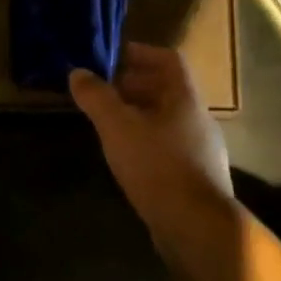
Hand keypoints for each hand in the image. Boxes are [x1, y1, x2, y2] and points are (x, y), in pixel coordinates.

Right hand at [69, 43, 242, 280]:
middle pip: (168, 90)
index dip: (141, 53)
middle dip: (135, 86)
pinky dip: (148, 141)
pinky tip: (128, 158)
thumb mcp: (118, 127)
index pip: (169, 60)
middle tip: (103, 91)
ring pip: (168, 120)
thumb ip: (97, 97)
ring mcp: (202, 150)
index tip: (114, 56)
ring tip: (109, 124)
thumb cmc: (157, 166)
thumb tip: (78, 72)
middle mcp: (199, 119)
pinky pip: (170, 146)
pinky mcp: (197, 177)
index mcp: (185, 99)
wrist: (197, 228)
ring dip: (140, 115)